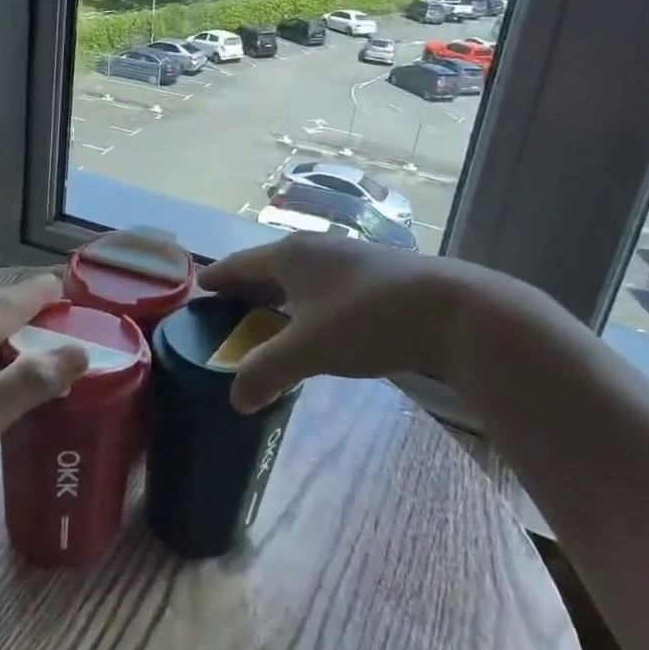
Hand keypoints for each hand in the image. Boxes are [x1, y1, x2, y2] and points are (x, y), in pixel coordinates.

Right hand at [200, 234, 543, 411]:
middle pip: (266, 268)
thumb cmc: (366, 319)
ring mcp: (347, 259)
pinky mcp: (374, 276)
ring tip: (263, 322)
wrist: (451, 310)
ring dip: (277, 299)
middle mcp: (314, 249)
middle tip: (223, 314)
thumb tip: (236, 400)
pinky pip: (323, 288)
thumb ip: (266, 372)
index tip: (197, 291)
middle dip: (244, 290)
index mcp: (289, 255)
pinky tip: (311, 326)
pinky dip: (305, 305)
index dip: (216, 279)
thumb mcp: (308, 349)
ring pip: (298, 278)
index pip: (238, 265)